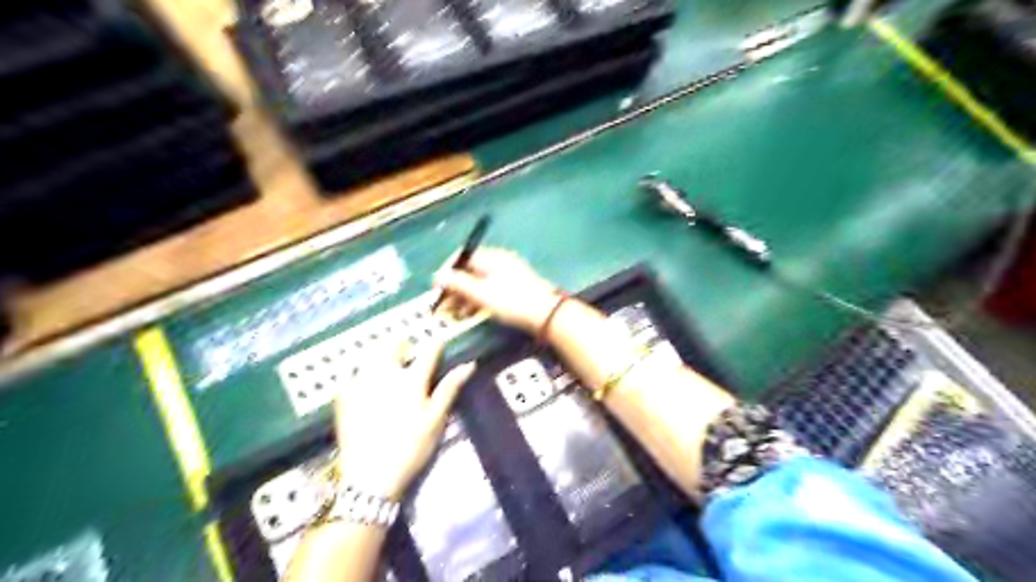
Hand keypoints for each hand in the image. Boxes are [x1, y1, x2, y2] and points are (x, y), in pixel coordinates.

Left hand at [333, 338, 474, 497]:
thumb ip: (450, 388)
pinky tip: (368, 385)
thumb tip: (469, 364)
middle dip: (404, 345)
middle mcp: (384, 373)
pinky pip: (354, 370)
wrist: (369, 477)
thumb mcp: (435, 420)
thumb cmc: (410, 448)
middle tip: (410, 357)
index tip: (439, 343)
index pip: (428, 350)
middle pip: (394, 343)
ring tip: (389, 368)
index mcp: (411, 380)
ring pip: (372, 353)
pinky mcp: (343, 394)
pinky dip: (364, 370)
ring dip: (383, 354)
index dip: (436, 344)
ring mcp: (360, 381)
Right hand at [434, 247, 563, 332]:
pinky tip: (474, 313)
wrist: (548, 314)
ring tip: (457, 315)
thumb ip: (458, 284)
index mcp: (491, 257)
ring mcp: (509, 272)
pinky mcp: (515, 286)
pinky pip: (490, 288)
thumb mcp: (481, 294)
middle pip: (470, 269)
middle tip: (444, 307)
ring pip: (479, 280)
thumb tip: (437, 276)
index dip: (446, 271)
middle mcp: (499, 260)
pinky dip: (479, 299)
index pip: (462, 256)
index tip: (436, 289)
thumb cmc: (512, 302)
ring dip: (465, 296)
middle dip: (454, 288)